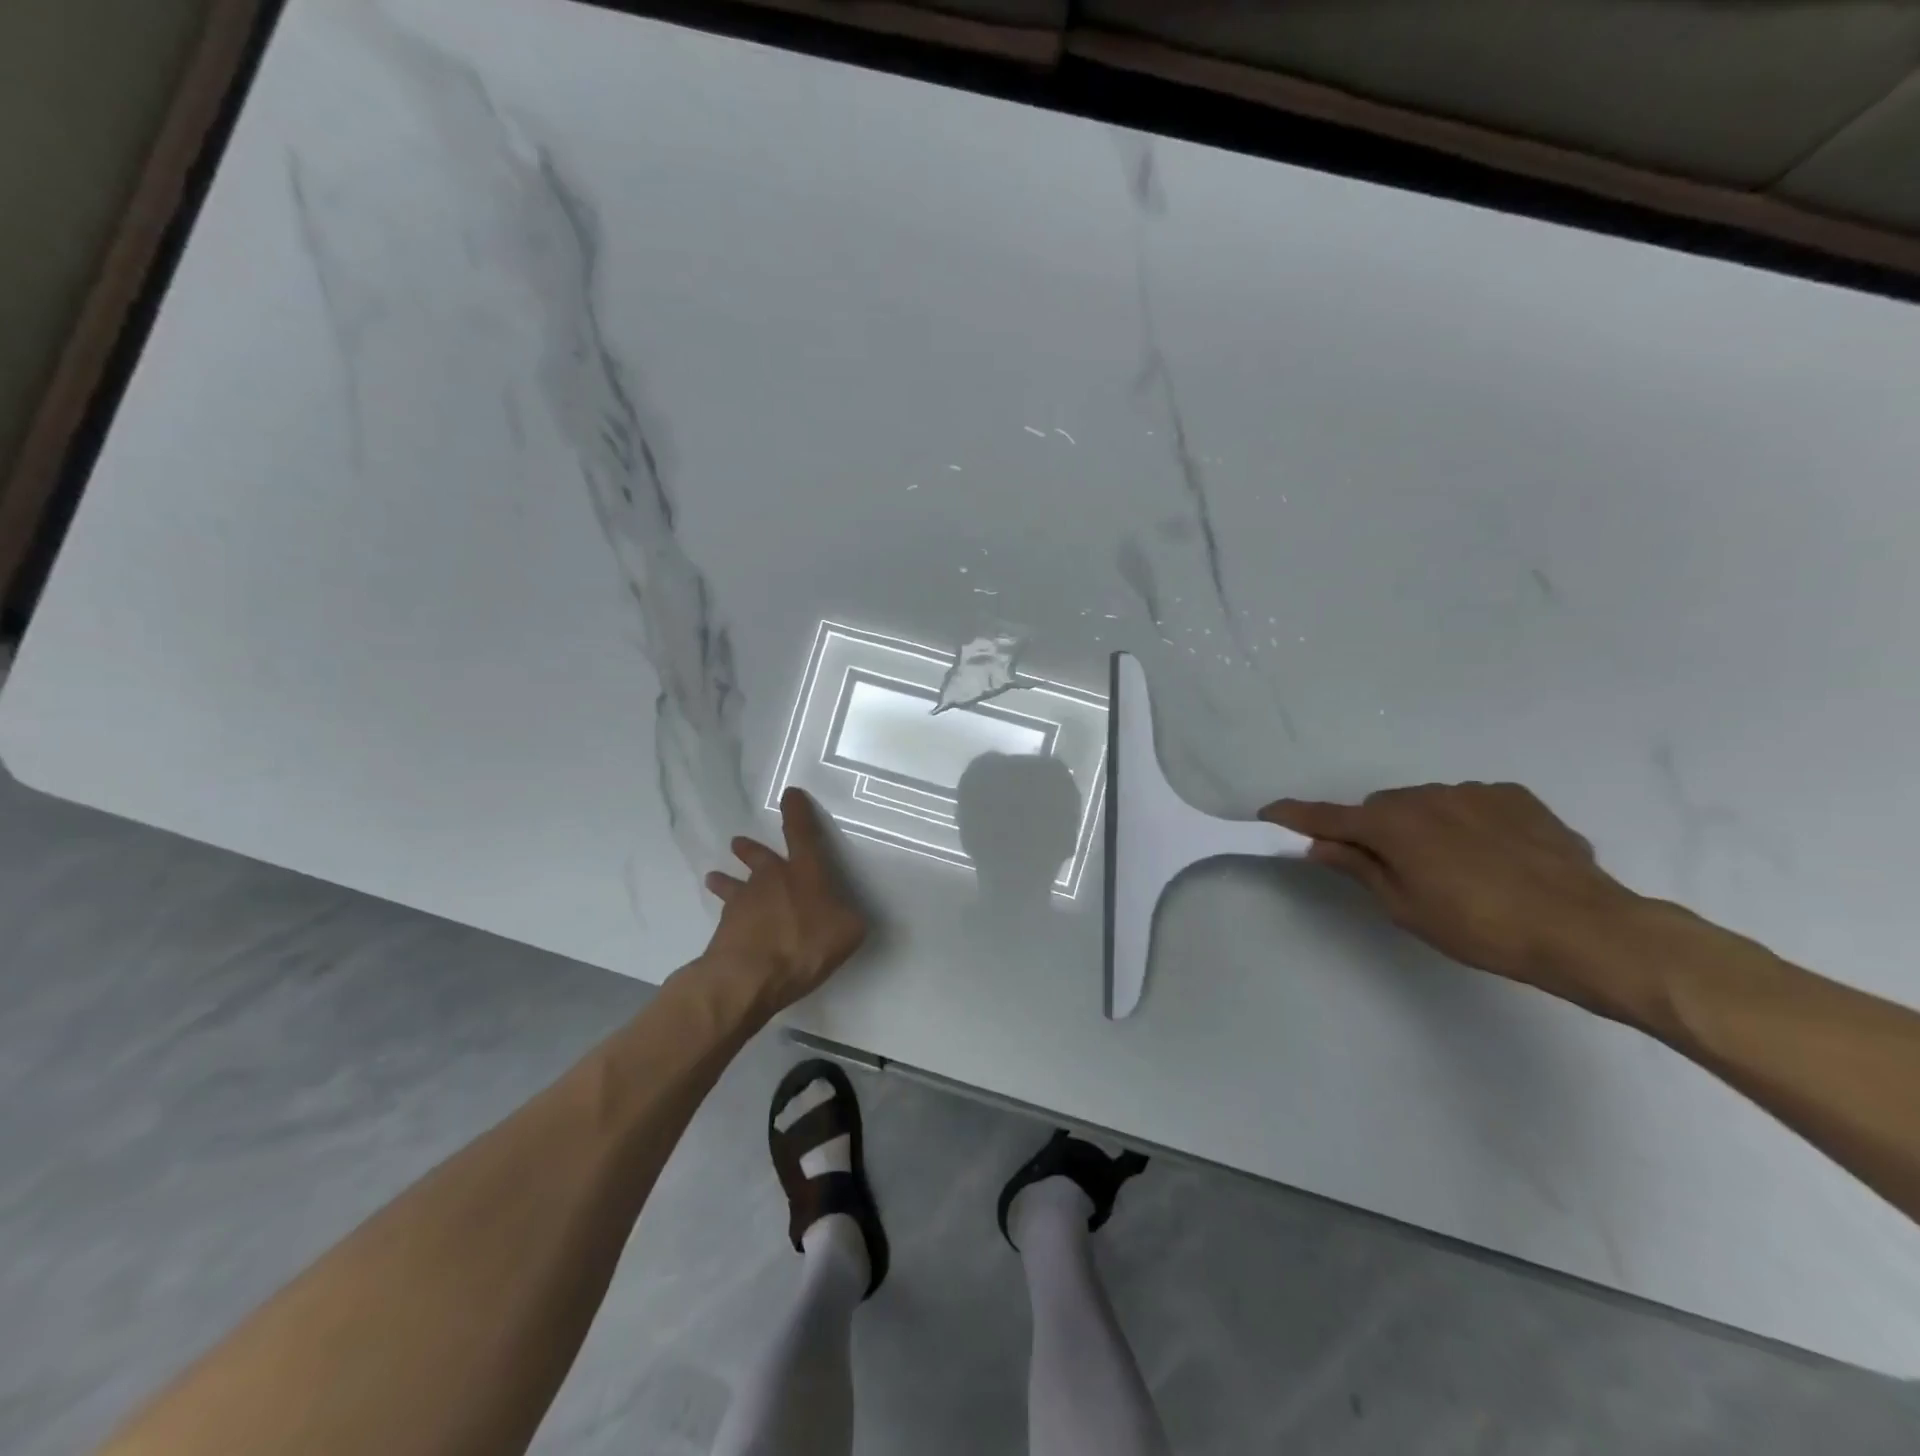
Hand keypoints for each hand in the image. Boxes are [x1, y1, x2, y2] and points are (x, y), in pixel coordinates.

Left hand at [702, 788, 867, 1012]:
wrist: (747, 976)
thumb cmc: (804, 944)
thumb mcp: (848, 932)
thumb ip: (849, 918)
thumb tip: (845, 915)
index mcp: (804, 872)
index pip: (802, 833)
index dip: (797, 812)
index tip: (790, 794)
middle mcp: (771, 879)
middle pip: (758, 856)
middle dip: (750, 848)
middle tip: (738, 842)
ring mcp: (743, 903)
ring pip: (732, 885)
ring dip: (725, 880)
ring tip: (714, 877)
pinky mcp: (724, 930)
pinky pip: (727, 917)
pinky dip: (728, 918)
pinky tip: (726, 926)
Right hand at [1262, 783, 1642, 1002]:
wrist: (1585, 929)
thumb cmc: (1480, 927)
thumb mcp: (1405, 907)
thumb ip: (1359, 868)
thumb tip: (1321, 845)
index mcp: (1391, 824)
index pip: (1327, 817)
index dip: (1295, 816)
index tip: (1269, 814)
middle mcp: (1425, 795)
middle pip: (1381, 808)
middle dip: (1375, 831)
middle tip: (1392, 870)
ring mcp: (1473, 792)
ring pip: (1427, 804)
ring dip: (1424, 827)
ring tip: (1456, 870)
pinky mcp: (1515, 797)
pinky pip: (1471, 804)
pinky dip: (1466, 824)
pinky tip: (1494, 858)